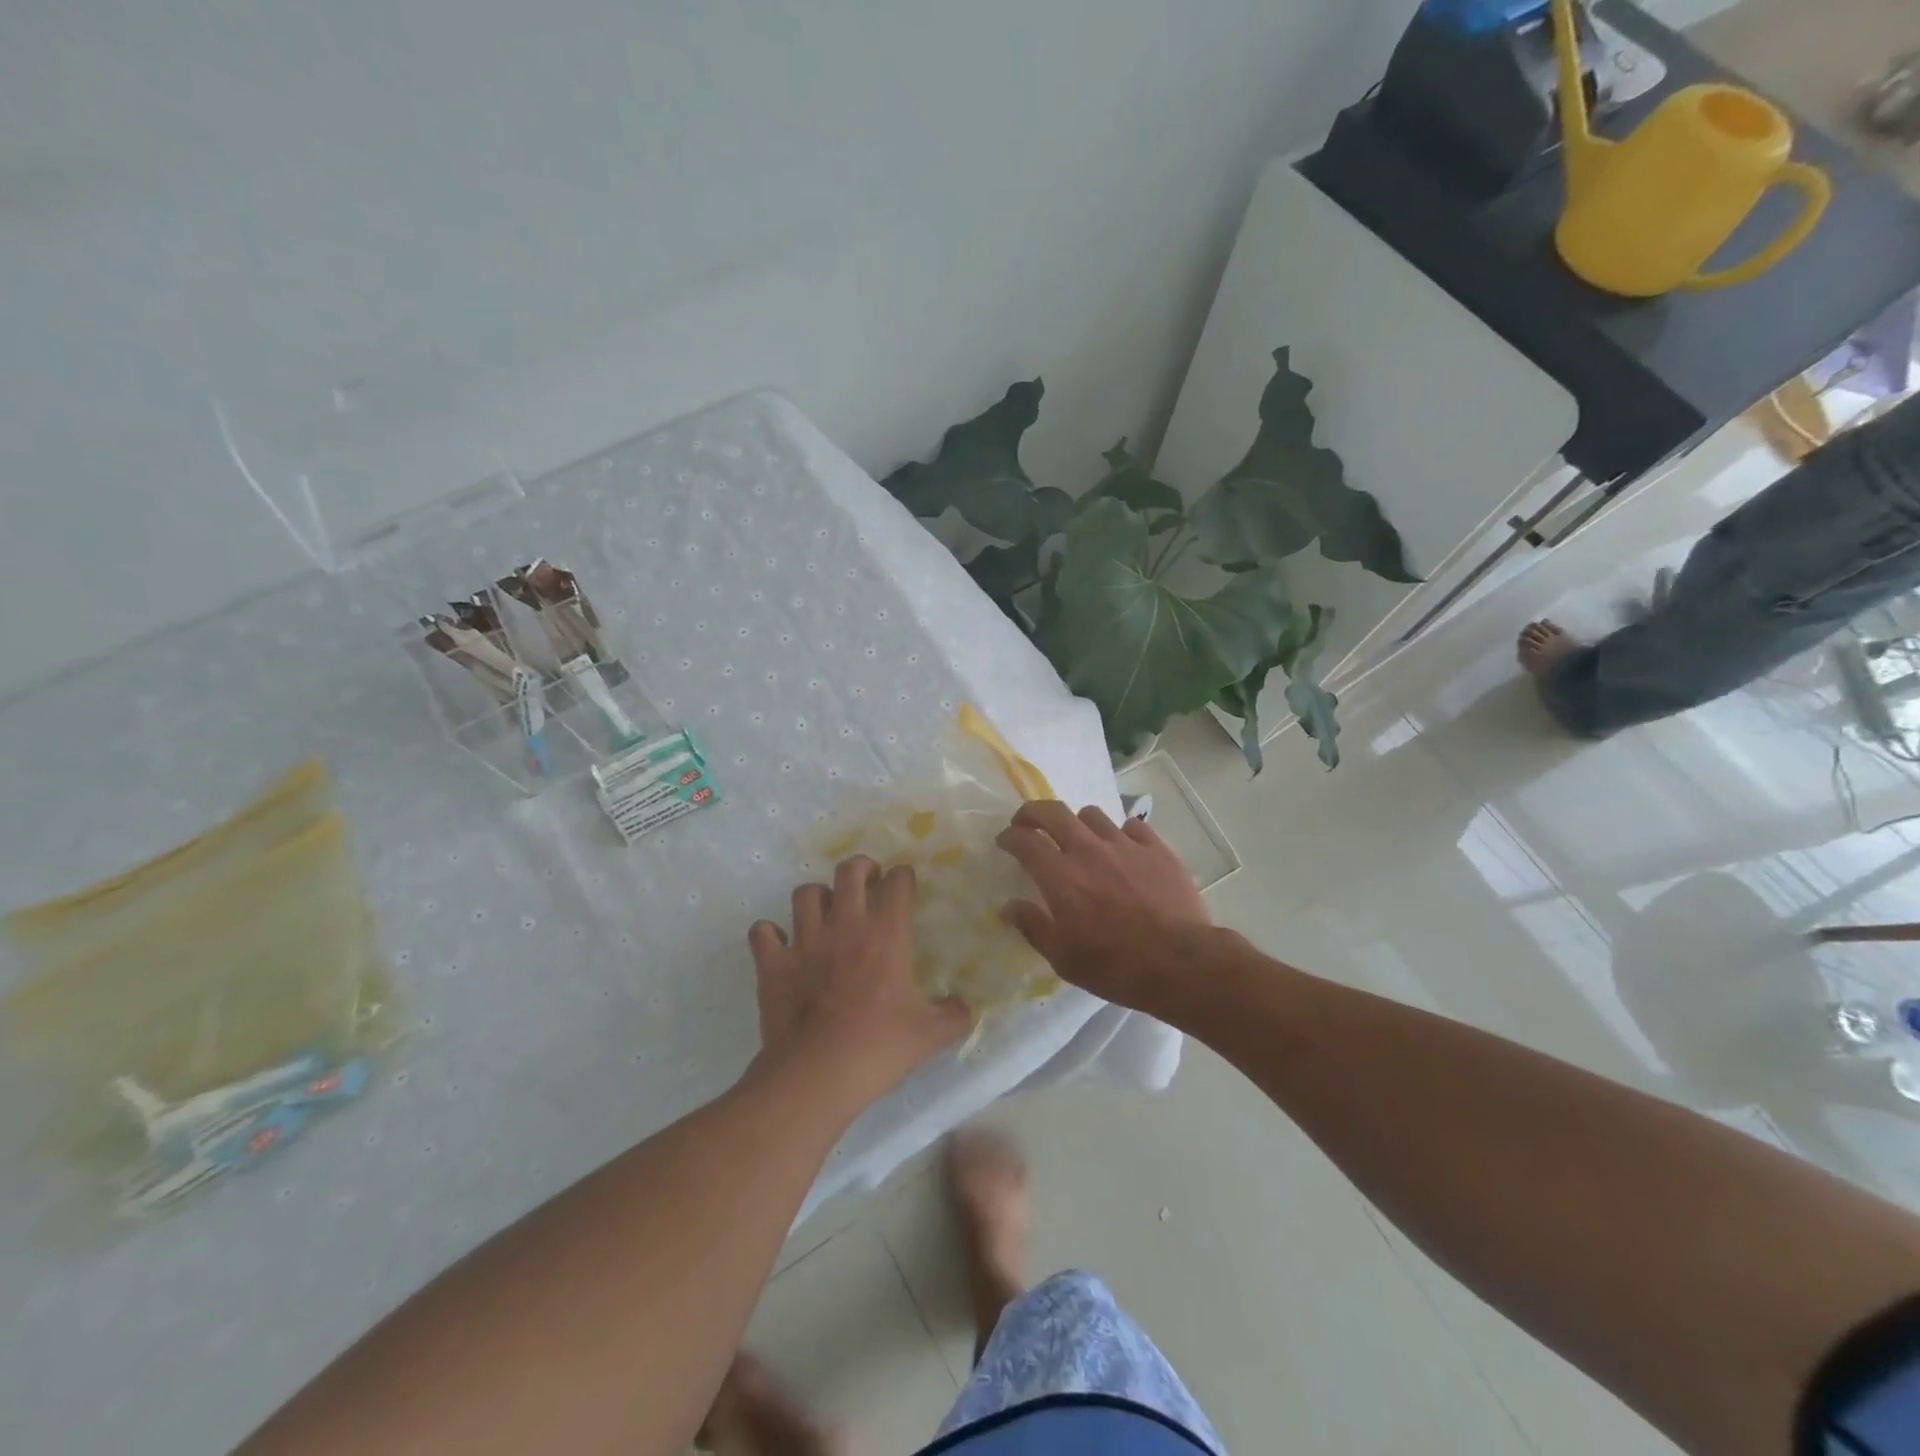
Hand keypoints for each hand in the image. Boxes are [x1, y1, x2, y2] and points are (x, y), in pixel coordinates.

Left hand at [749, 856, 973, 1103]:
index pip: (897, 883)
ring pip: (805, 894)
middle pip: (849, 872)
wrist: (817, 1074)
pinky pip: (763, 932)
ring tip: (825, 911)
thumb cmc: (878, 1047)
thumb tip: (966, 1008)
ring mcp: (805, 941)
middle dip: (861, 868)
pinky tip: (781, 944)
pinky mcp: (773, 963)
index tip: (905, 884)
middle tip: (868, 882)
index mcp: (886, 934)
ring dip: (817, 897)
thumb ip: (953, 1016)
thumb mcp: (929, 1035)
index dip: (903, 877)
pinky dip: (771, 934)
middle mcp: (845, 925)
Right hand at [996, 802, 1210, 1012]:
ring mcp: (1125, 845)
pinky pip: (1131, 826)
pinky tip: (1121, 849)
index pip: (1024, 840)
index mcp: (1060, 876)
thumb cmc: (1115, 966)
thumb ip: (1033, 926)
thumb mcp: (1064, 958)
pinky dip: (1119, 832)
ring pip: (1092, 814)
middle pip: (1053, 812)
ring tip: (1079, 839)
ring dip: (1077, 823)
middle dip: (1033, 812)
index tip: (1005, 842)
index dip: (1009, 836)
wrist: (1181, 964)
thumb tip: (1009, 907)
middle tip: (1028, 823)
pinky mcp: (1157, 849)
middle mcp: (1088, 850)